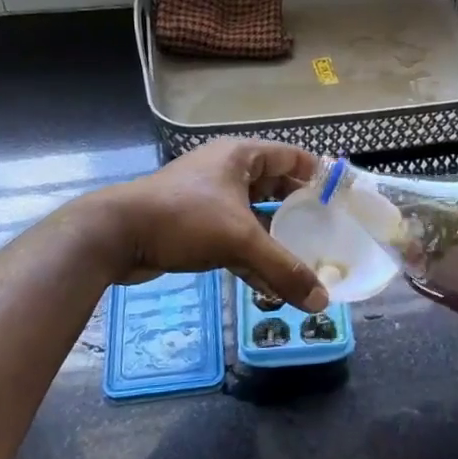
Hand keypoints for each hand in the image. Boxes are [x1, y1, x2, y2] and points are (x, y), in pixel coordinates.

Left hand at [86, 139, 329, 311]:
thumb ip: (283, 270)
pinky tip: (270, 284)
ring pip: (255, 216)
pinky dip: (252, 256)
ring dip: (276, 238)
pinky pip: (235, 238)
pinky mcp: (195, 226)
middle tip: (327, 233)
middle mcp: (227, 171)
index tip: (341, 199)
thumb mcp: (240, 241)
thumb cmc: (183, 219)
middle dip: (299, 211)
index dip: (318, 175)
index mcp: (241, 157)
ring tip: (306, 261)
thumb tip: (322, 302)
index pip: (292, 156)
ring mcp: (210, 199)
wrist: (115, 235)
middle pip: (275, 188)